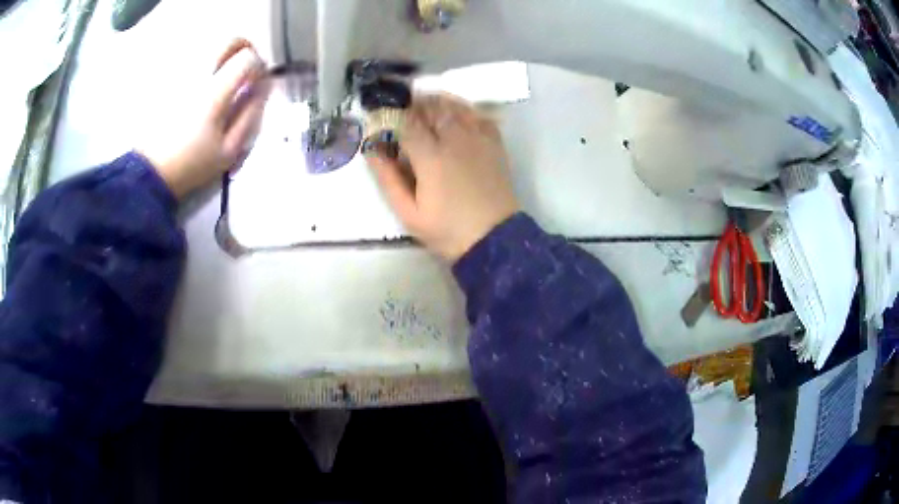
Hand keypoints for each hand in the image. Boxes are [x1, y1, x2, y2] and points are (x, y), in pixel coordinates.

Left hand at [141, 39, 270, 198]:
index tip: (260, 82)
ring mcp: (180, 75)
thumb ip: (250, 115)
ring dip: (225, 57)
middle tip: (247, 69)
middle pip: (229, 41)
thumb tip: (263, 88)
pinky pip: (194, 61)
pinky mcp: (168, 81)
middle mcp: (197, 75)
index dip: (260, 66)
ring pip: (211, 48)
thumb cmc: (190, 165)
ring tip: (226, 79)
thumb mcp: (229, 150)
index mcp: (214, 93)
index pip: (247, 59)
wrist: (150, 173)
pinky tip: (203, 88)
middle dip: (245, 49)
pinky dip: (206, 66)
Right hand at [367, 94, 519, 261]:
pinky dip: (464, 110)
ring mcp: (478, 139)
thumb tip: (372, 150)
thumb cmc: (447, 230)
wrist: (494, 239)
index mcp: (431, 157)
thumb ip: (388, 179)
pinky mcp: (494, 144)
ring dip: (437, 102)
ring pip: (456, 106)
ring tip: (424, 108)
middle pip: (431, 107)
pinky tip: (455, 115)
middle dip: (413, 105)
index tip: (382, 119)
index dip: (392, 116)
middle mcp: (456, 139)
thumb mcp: (409, 213)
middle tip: (402, 112)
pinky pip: (478, 115)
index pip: (407, 122)